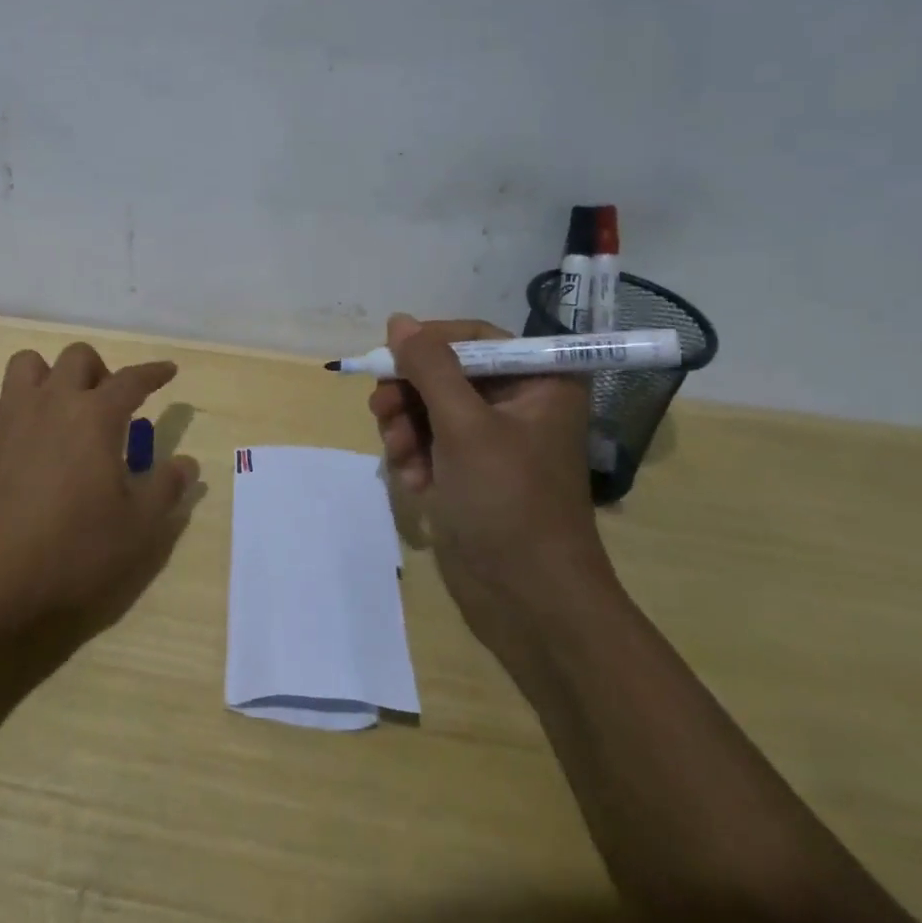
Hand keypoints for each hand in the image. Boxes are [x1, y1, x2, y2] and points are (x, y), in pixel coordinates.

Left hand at [0, 342, 198, 643]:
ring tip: (51, 406)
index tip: (168, 371)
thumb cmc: (71, 553)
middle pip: (77, 356)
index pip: (132, 380)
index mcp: (95, 417)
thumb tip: (186, 462)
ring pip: (22, 363)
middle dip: (97, 370)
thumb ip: (166, 489)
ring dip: (42, 376)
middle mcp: (50, 401)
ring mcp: (4, 416)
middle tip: (104, 406)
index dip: (154, 373)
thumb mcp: (137, 530)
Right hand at [369, 314, 614, 648]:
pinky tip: (413, 481)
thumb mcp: (464, 425)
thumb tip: (399, 321)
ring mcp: (493, 441)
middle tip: (381, 411)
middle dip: (410, 393)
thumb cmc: (507, 501)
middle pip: (446, 372)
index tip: (390, 357)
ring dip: (406, 428)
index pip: (475, 337)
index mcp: (539, 382)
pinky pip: (431, 443)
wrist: (529, 601)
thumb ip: (429, 367)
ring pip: (430, 408)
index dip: (430, 343)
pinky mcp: (471, 473)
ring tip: (399, 455)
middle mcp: (519, 404)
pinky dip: (415, 456)